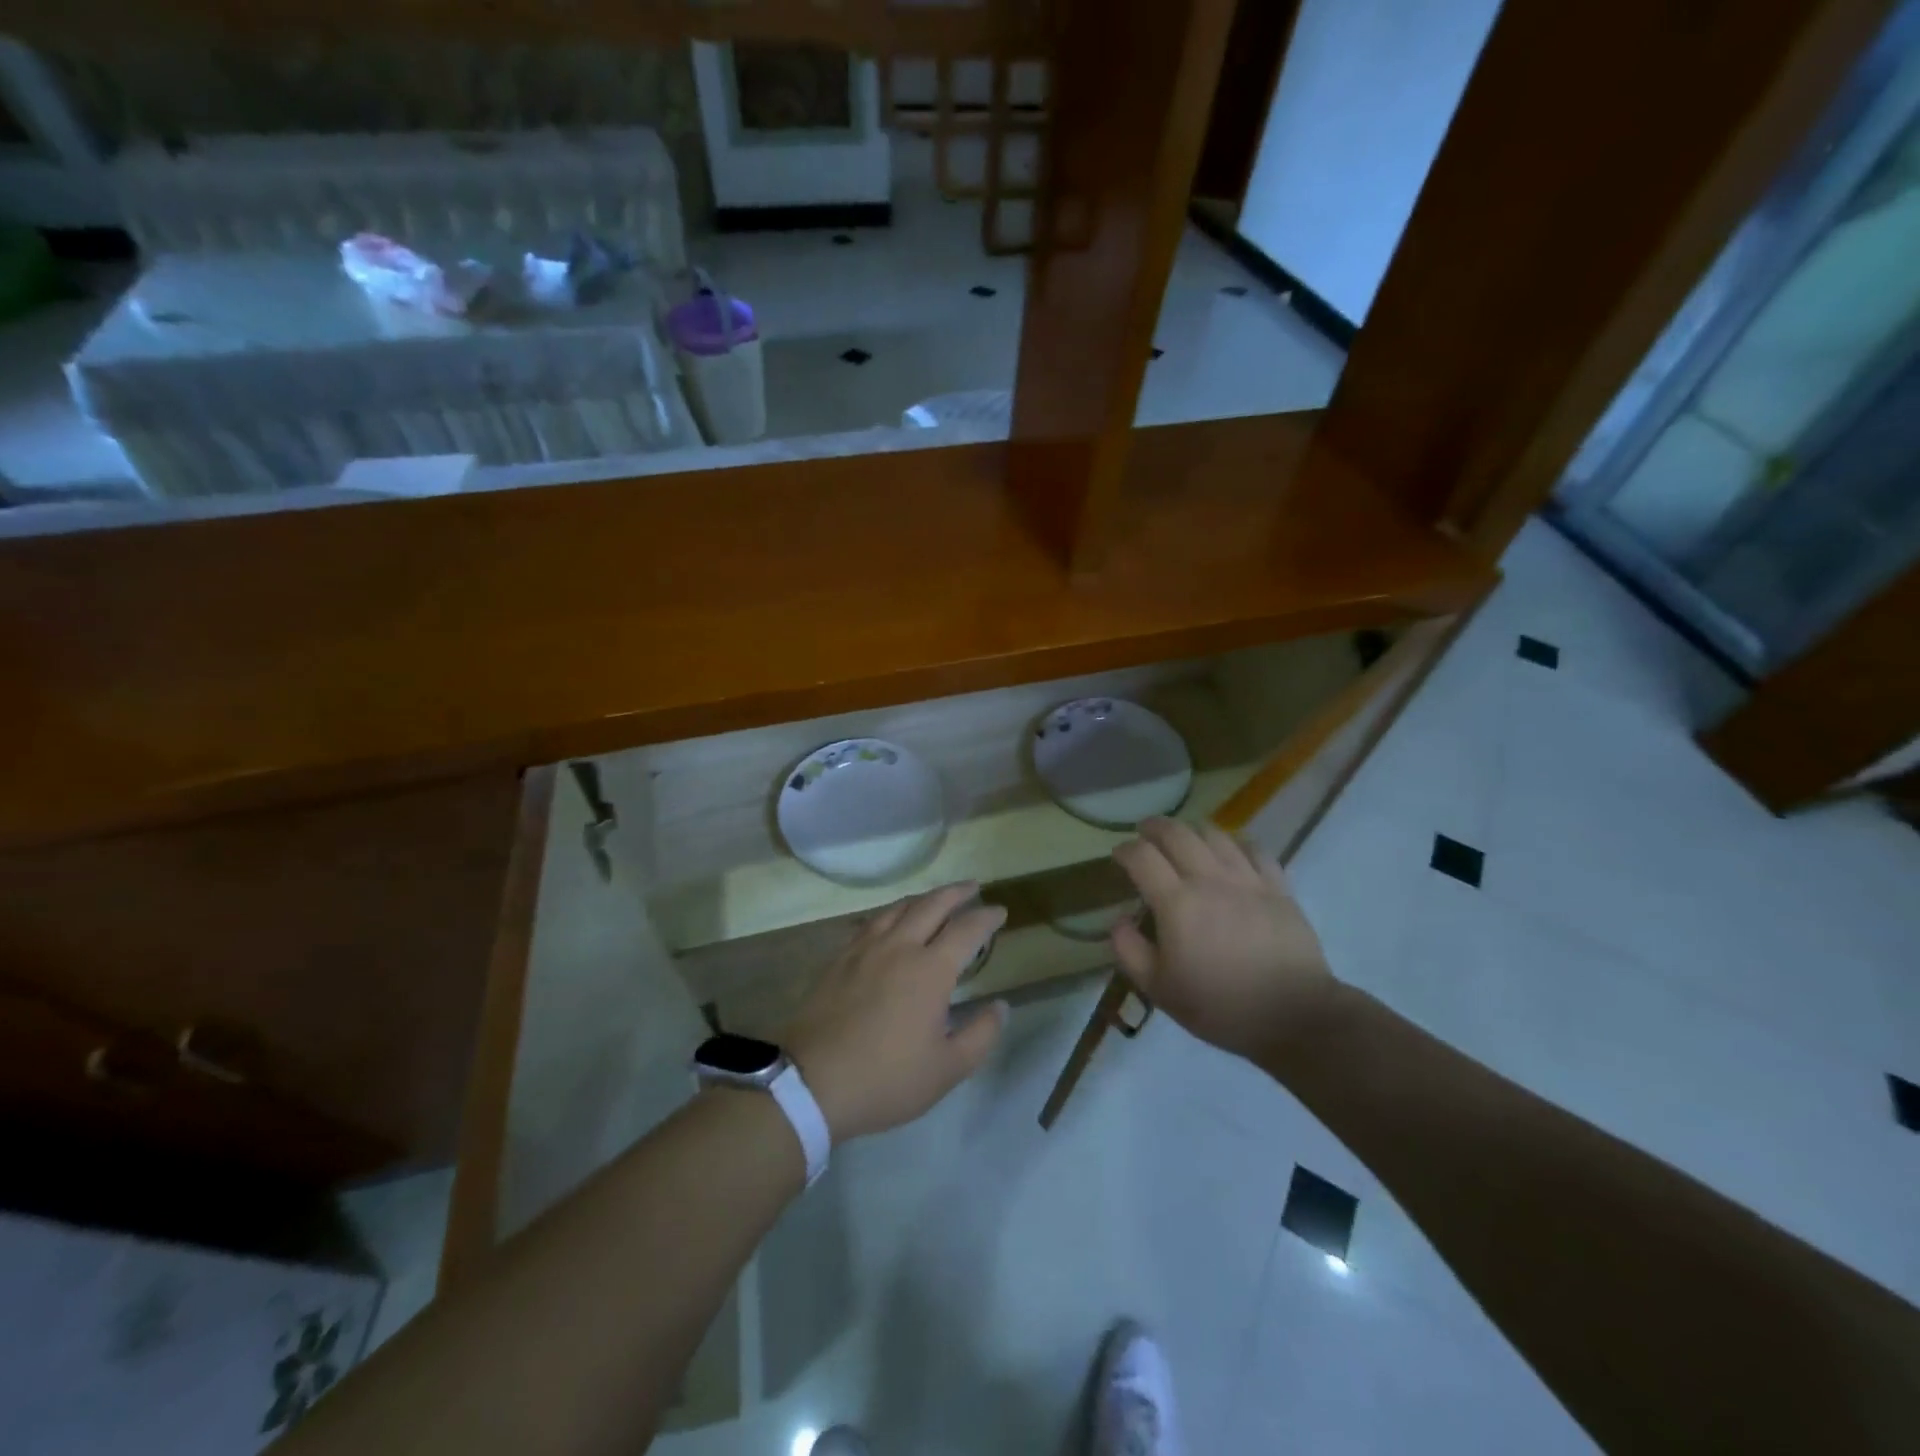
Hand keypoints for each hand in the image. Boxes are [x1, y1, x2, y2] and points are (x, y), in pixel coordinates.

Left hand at [785, 883, 1008, 1141]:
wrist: (811, 1082)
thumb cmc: (886, 1078)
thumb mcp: (947, 1069)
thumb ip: (980, 1034)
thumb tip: (1000, 1006)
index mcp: (930, 969)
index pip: (967, 929)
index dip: (986, 917)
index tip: (1000, 911)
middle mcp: (899, 946)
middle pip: (931, 905)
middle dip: (956, 892)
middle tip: (972, 887)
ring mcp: (865, 949)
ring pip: (898, 908)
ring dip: (923, 898)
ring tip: (935, 899)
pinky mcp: (839, 958)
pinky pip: (871, 922)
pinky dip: (891, 913)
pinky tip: (890, 921)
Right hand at [1109, 818, 1337, 1065]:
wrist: (1292, 1016)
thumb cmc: (1219, 1006)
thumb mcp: (1158, 989)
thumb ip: (1130, 950)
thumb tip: (1119, 920)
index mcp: (1176, 903)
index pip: (1142, 857)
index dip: (1125, 850)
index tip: (1119, 855)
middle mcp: (1209, 880)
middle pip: (1176, 833)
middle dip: (1154, 827)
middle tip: (1145, 833)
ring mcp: (1247, 879)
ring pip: (1214, 835)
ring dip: (1192, 830)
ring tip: (1185, 839)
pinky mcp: (1278, 887)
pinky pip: (1254, 849)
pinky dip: (1235, 843)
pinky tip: (1231, 850)